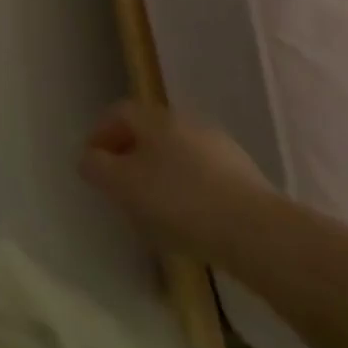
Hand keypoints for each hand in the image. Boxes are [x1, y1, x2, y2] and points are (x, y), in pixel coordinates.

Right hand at [79, 100, 277, 263]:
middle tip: (120, 185)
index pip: (118, 113)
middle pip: (149, 133)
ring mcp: (220, 149)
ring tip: (154, 210)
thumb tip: (89, 159)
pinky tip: (190, 221)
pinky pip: (204, 177)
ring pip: (177, 155)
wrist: (258, 234)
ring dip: (161, 174)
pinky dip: (189, 191)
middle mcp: (187, 123)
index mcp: (155, 118)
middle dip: (131, 155)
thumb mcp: (121, 185)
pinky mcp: (246, 178)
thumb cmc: (178, 201)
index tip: (91, 162)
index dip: (100, 134)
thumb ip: (96, 167)